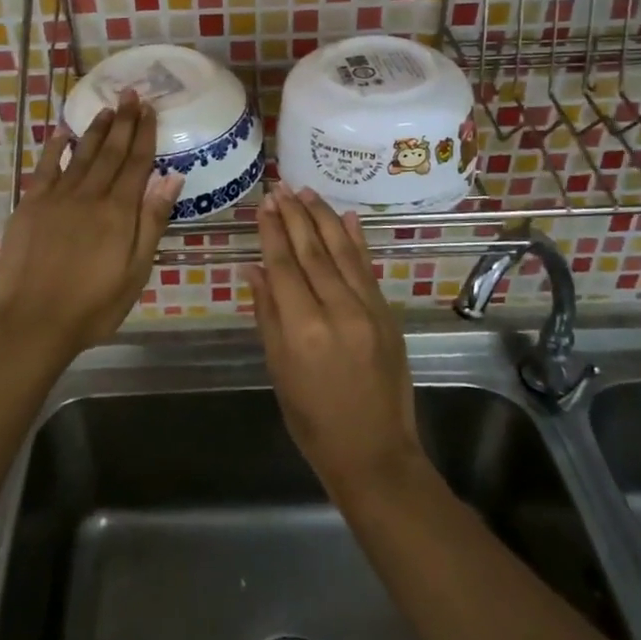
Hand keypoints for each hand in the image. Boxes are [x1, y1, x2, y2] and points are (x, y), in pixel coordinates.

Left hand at [0, 91, 181, 364]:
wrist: (34, 323)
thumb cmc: (94, 305)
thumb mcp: (136, 271)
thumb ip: (152, 221)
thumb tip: (172, 177)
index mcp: (118, 211)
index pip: (136, 163)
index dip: (144, 134)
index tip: (150, 109)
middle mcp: (89, 195)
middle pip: (110, 151)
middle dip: (123, 121)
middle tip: (131, 94)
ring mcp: (56, 197)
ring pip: (81, 153)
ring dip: (95, 129)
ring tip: (107, 108)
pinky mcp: (30, 205)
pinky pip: (45, 167)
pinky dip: (55, 147)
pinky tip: (62, 132)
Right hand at [249, 185, 424, 502]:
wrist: (374, 452)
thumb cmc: (312, 419)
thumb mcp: (278, 370)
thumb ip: (267, 314)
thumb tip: (253, 269)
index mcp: (303, 328)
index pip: (284, 265)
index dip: (272, 232)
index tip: (264, 204)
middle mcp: (337, 310)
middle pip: (312, 251)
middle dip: (295, 216)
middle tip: (281, 188)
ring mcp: (368, 310)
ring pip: (342, 252)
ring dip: (323, 218)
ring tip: (307, 192)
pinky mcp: (387, 314)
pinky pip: (368, 269)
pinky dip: (357, 240)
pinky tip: (347, 217)